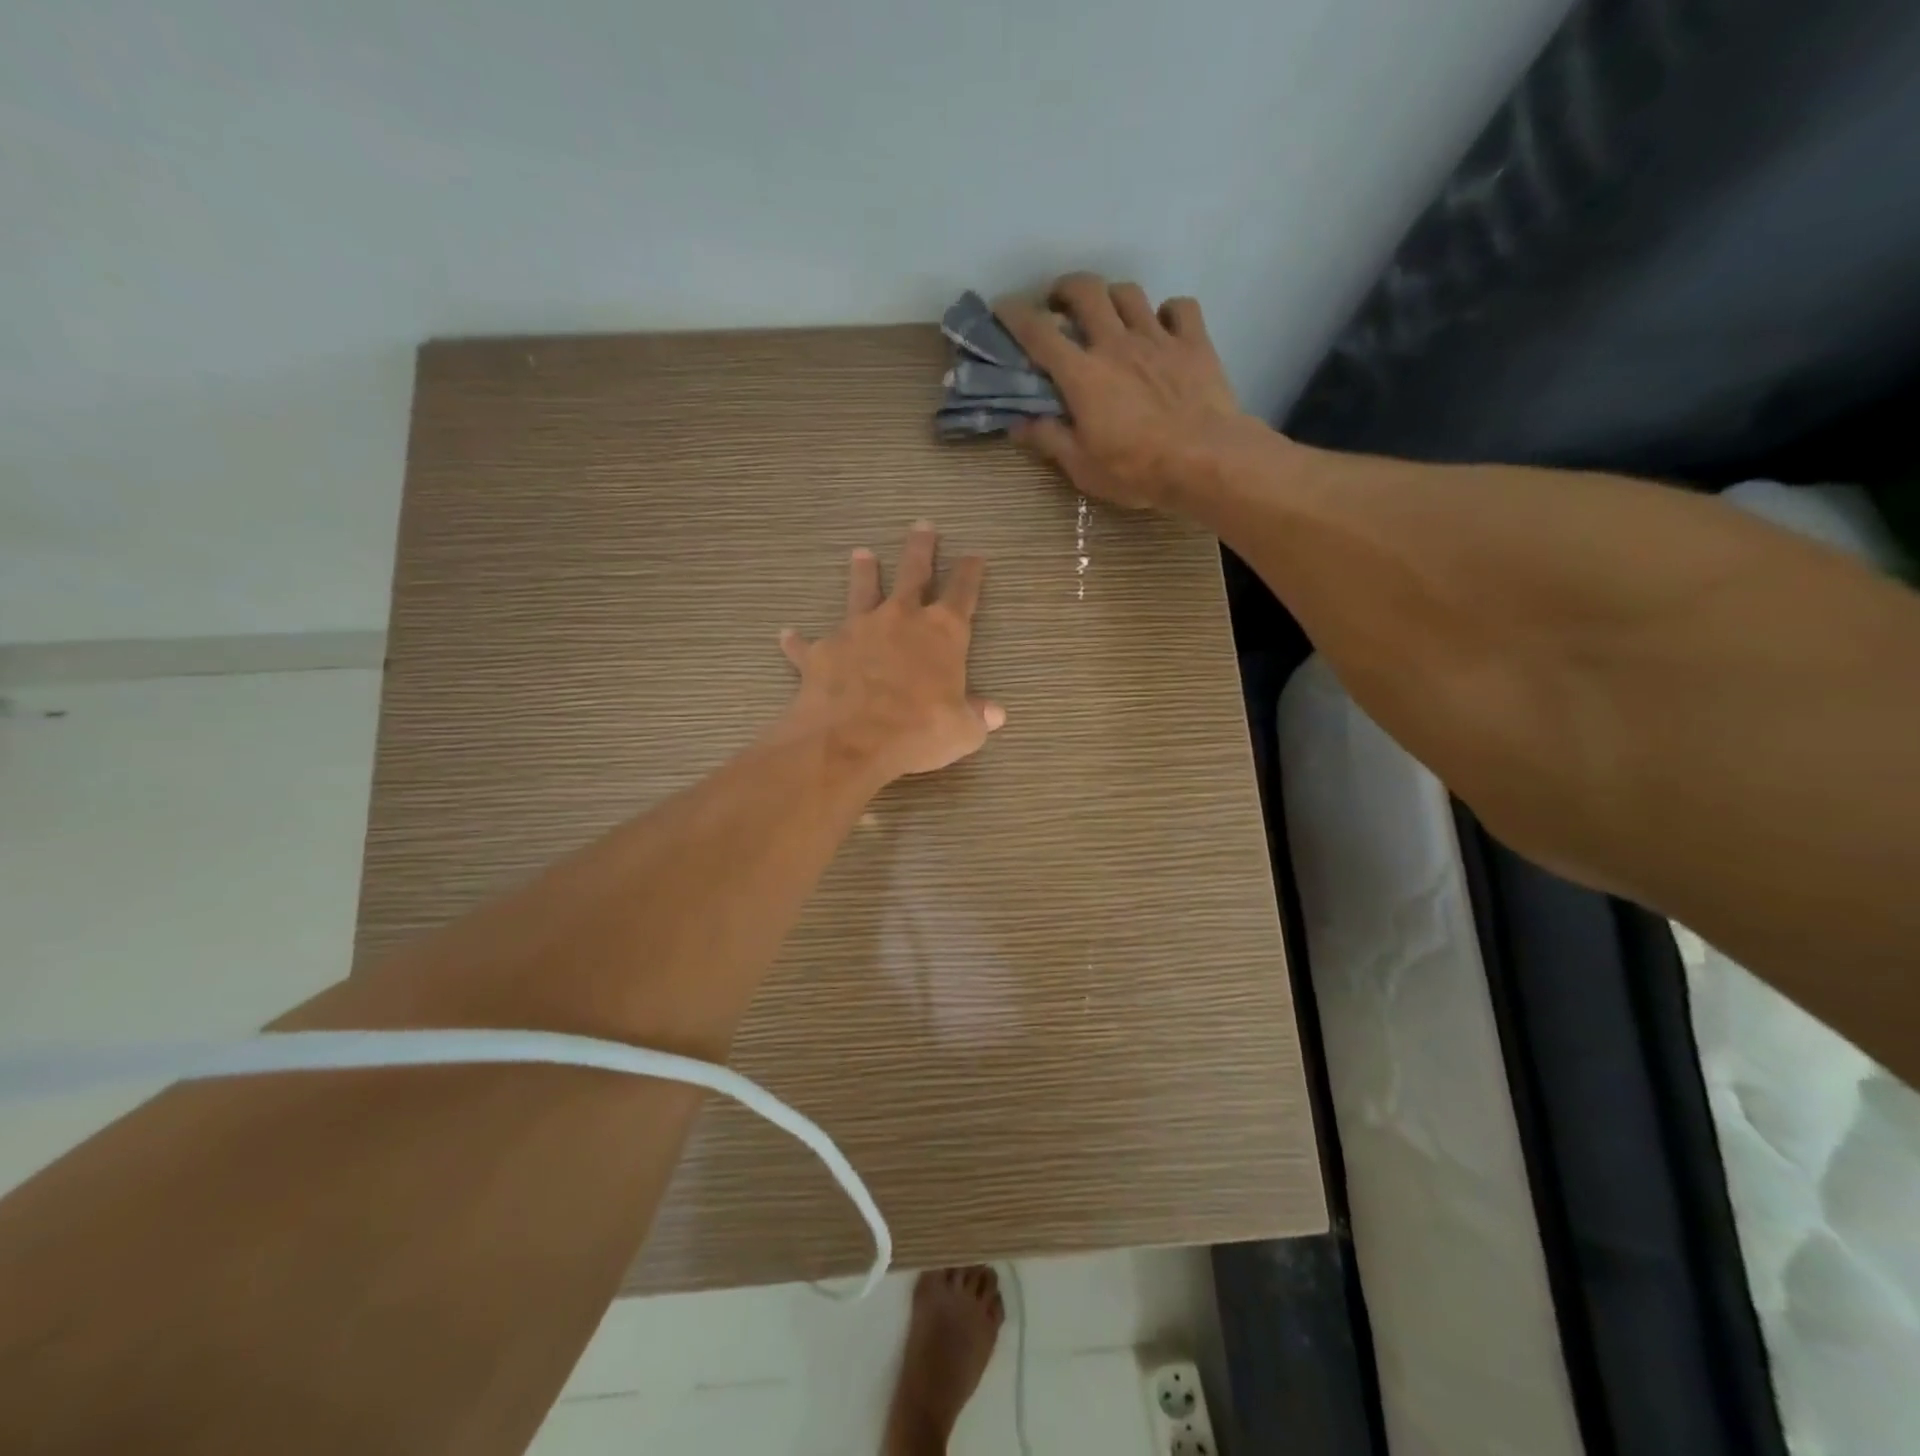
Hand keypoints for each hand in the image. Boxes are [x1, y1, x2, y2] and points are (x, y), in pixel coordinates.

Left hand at [777, 522, 1005, 784]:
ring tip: (861, 554)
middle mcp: (899, 619)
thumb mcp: (962, 731)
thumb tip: (994, 714)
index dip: (970, 573)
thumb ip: (976, 716)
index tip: (974, 556)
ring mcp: (857, 631)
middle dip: (920, 549)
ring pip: (861, 591)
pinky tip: (788, 635)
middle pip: (912, 573)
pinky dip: (798, 641)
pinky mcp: (821, 651)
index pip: (962, 593)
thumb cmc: (919, 732)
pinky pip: (807, 644)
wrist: (852, 741)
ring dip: (863, 573)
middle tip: (922, 527)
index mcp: (942, 633)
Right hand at [995, 273, 1265, 510]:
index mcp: (1083, 374)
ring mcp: (1158, 338)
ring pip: (1129, 293)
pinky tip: (1163, 328)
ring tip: (1108, 316)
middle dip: (1065, 289)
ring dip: (1112, 297)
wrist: (1206, 460)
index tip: (1003, 308)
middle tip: (1059, 305)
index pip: (1039, 332)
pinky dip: (1167, 312)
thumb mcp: (1082, 467)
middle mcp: (1116, 343)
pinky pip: (1180, 308)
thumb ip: (1049, 440)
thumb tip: (1018, 424)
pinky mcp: (1194, 342)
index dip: (1015, 314)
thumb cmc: (1137, 470)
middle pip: (1086, 291)